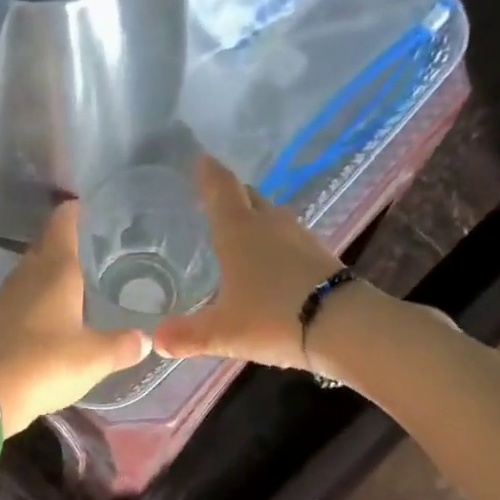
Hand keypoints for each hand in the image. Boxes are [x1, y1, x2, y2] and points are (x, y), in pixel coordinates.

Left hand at [0, 202, 147, 435]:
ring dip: (57, 269)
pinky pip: (25, 294)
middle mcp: (28, 272)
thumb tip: (147, 338)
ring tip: (88, 278)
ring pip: (36, 269)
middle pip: (49, 242)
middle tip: (105, 248)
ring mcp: (8, 295)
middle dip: (74, 241)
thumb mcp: (95, 357)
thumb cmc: (45, 365)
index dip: (81, 209)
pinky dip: (43, 294)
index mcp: (54, 268)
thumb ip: (123, 344)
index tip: (103, 210)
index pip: (65, 220)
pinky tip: (60, 312)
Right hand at [153, 155, 343, 369]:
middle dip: (229, 194)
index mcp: (238, 231)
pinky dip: (273, 240)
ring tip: (237, 230)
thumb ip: (187, 336)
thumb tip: (155, 340)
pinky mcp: (319, 255)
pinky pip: (288, 237)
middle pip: (247, 196)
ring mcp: (299, 237)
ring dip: (253, 216)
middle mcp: (269, 224)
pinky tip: (269, 260)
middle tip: (211, 199)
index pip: (220, 188)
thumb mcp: (222, 332)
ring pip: (270, 215)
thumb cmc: (272, 318)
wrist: (344, 327)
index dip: (207, 173)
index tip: (199, 159)